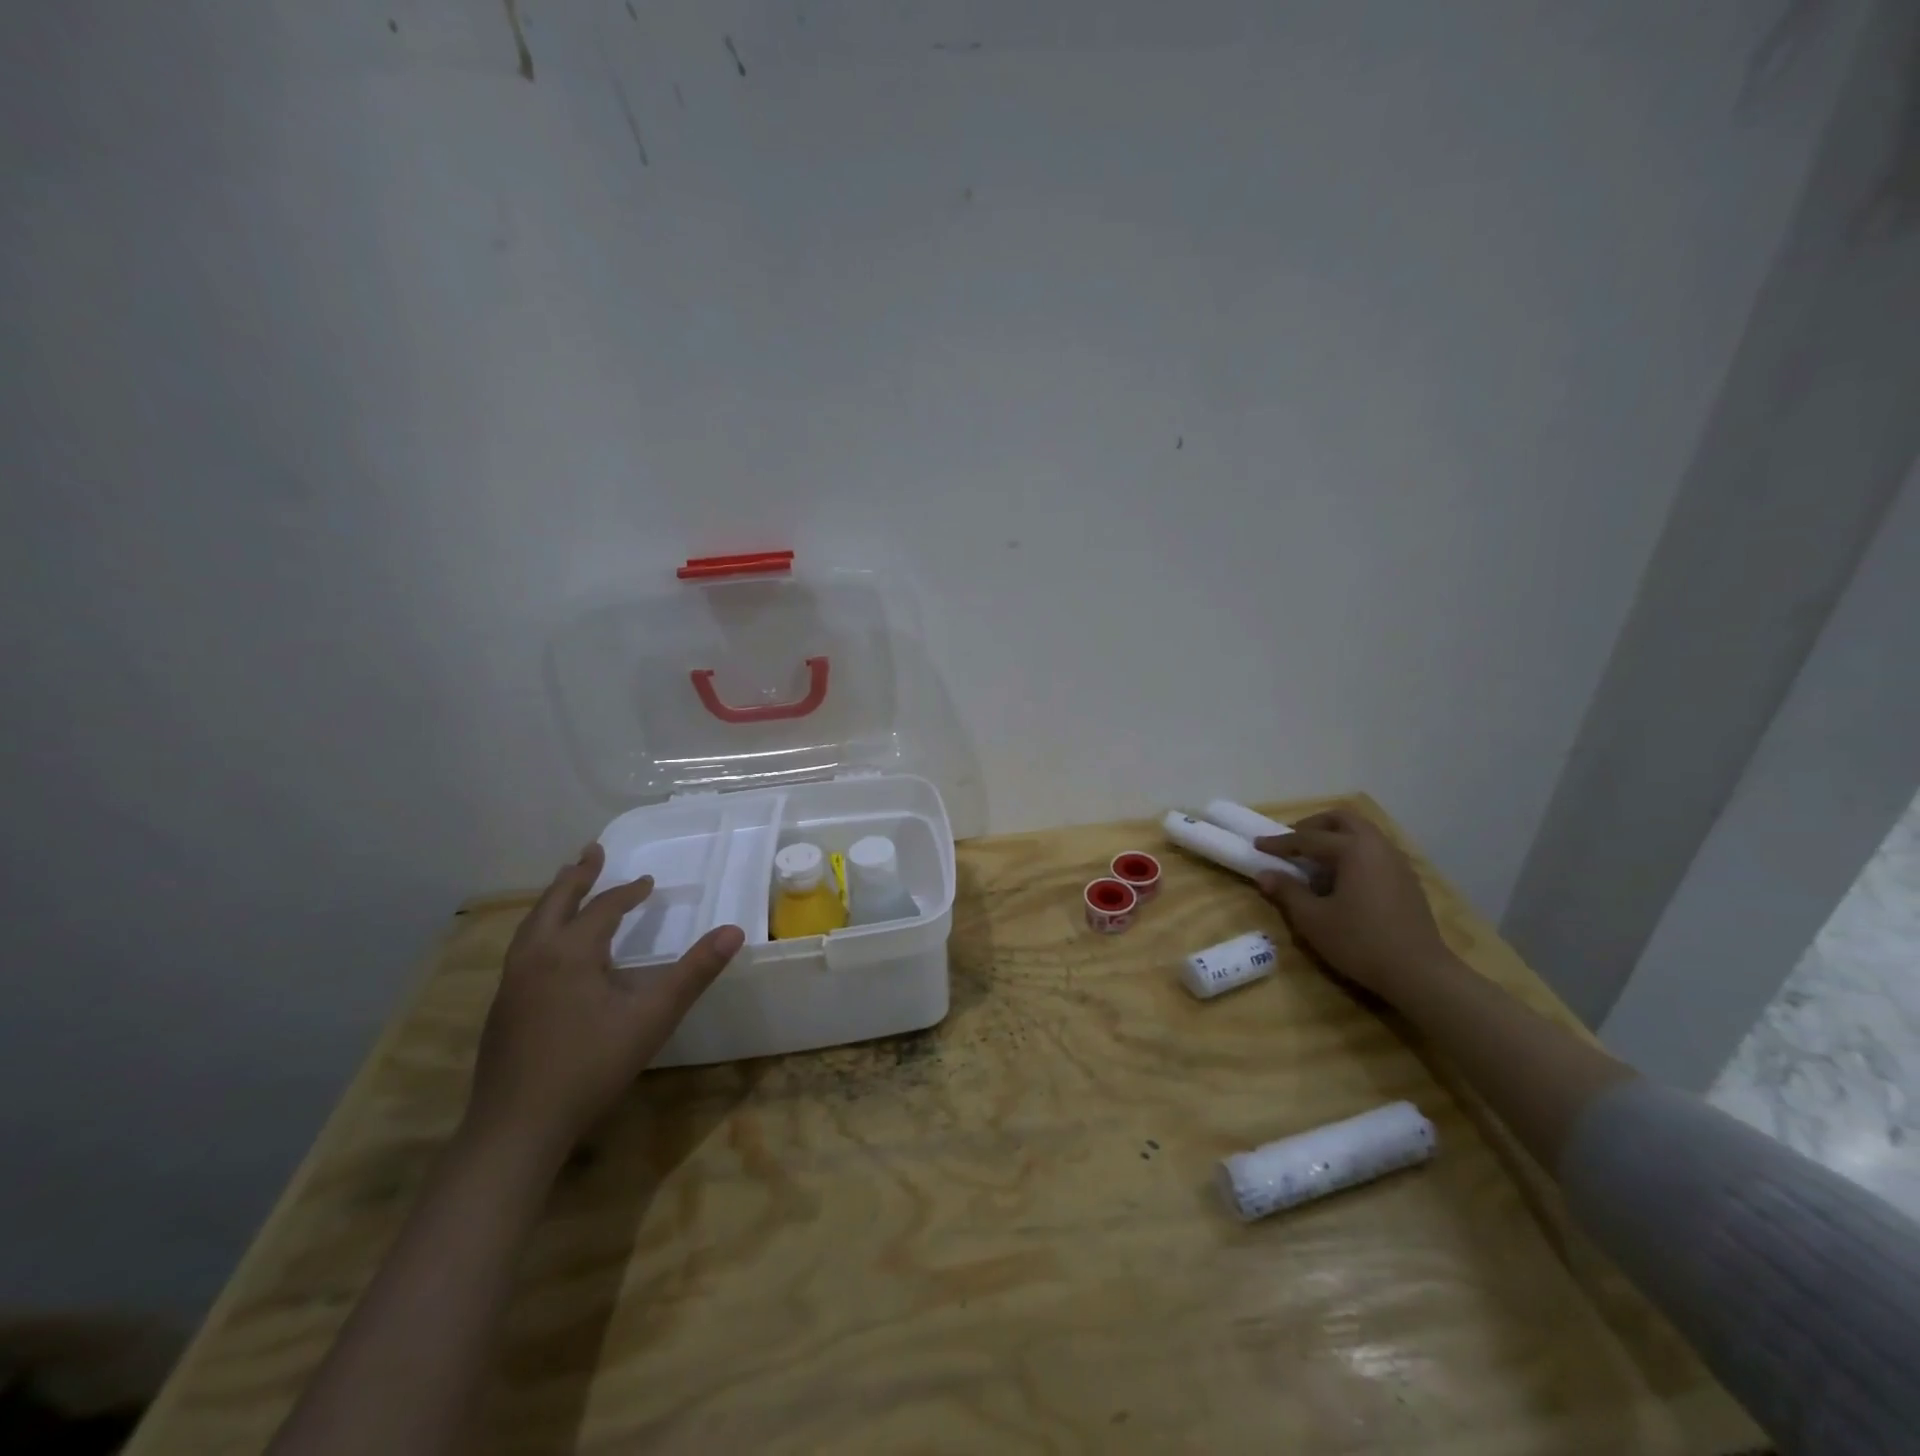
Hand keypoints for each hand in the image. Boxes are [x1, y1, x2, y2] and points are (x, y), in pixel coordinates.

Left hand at [466, 843, 743, 1157]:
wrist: (516, 1128)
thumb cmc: (590, 1066)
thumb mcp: (653, 1017)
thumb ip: (694, 973)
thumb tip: (734, 931)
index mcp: (571, 952)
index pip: (604, 907)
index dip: (629, 892)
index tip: (648, 882)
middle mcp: (535, 957)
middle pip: (555, 903)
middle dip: (577, 876)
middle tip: (591, 852)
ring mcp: (511, 983)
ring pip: (532, 926)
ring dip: (554, 900)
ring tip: (566, 886)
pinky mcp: (501, 1008)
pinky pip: (523, 950)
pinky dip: (541, 929)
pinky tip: (549, 949)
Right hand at [1254, 809, 1455, 1002]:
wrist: (1419, 973)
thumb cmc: (1359, 942)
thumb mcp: (1313, 919)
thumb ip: (1287, 891)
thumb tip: (1265, 874)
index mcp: (1353, 849)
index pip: (1308, 838)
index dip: (1280, 842)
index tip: (1257, 845)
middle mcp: (1377, 846)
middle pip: (1341, 820)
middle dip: (1313, 826)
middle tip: (1292, 843)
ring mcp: (1397, 862)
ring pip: (1362, 833)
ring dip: (1335, 837)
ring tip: (1316, 860)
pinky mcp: (1407, 879)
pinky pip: (1375, 850)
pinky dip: (1354, 852)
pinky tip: (1343, 878)